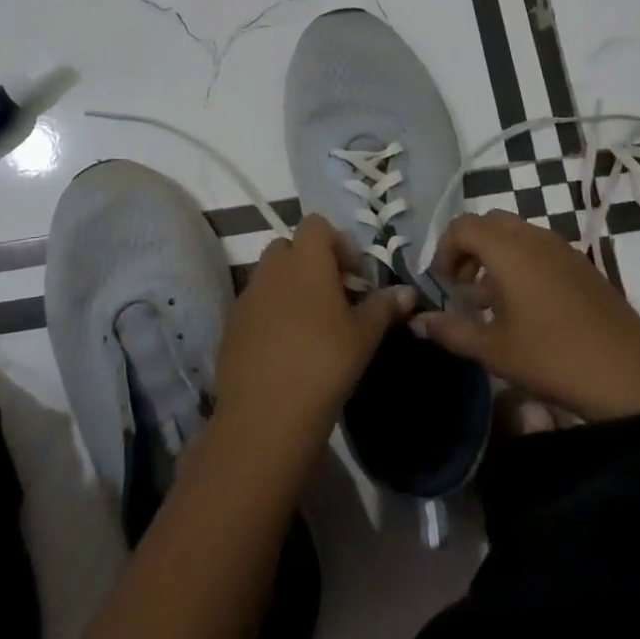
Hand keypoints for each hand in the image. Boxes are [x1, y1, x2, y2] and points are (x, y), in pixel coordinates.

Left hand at [217, 216, 414, 446]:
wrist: (265, 415)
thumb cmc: (324, 364)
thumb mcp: (363, 336)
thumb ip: (384, 306)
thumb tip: (408, 291)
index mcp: (306, 260)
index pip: (316, 224)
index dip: (337, 242)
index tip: (353, 276)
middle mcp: (272, 268)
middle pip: (290, 246)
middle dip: (311, 263)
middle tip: (334, 297)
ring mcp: (248, 294)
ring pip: (270, 275)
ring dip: (289, 287)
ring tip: (310, 325)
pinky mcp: (231, 324)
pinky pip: (254, 304)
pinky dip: (270, 313)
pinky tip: (285, 348)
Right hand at [413, 212, 639, 421]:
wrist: (630, 377)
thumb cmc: (552, 357)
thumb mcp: (494, 350)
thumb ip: (452, 331)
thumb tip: (419, 320)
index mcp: (508, 249)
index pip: (463, 226)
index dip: (445, 249)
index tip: (442, 283)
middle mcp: (534, 237)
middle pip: (490, 223)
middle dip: (469, 247)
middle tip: (462, 286)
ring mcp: (563, 249)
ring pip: (517, 235)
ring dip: (496, 256)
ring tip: (490, 301)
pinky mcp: (583, 265)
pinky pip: (541, 249)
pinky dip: (522, 263)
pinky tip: (526, 307)